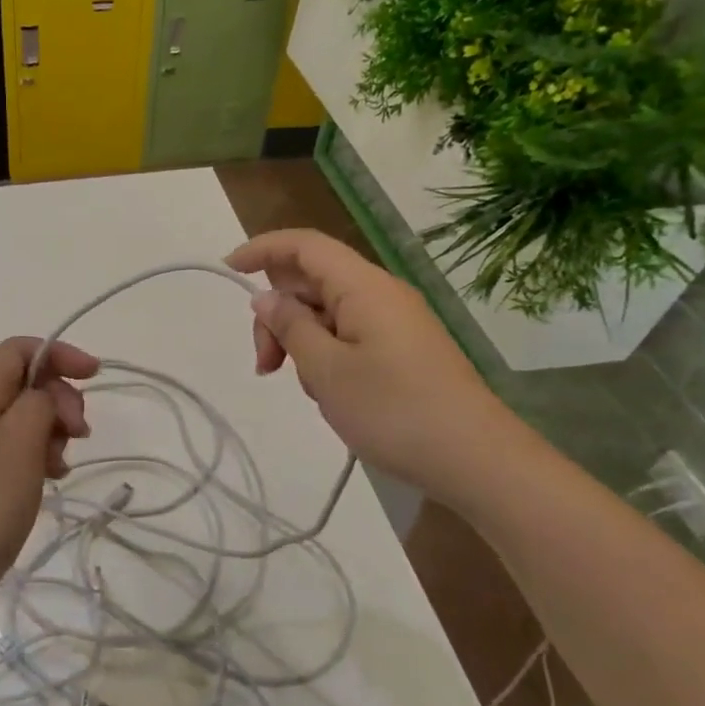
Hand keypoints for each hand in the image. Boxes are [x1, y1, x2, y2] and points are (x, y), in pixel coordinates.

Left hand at [0, 337, 98, 612]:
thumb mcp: (19, 445)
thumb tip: (45, 397)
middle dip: (59, 397)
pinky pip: (11, 446)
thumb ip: (38, 404)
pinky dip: (37, 453)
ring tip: (62, 464)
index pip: (18, 349)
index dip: (58, 354)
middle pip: (22, 381)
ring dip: (51, 429)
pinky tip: (50, 479)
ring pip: (21, 415)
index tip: (94, 376)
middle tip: (79, 433)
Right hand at [226, 229, 522, 508]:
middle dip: (278, 315)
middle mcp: (380, 294)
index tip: (228, 269)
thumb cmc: (394, 411)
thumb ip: (290, 327)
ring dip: (301, 341)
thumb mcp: (326, 370)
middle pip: (311, 282)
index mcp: (363, 287)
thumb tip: (266, 298)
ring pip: (328, 313)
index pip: (305, 246)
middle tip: (266, 365)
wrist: (476, 459)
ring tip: (307, 389)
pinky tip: (330, 393)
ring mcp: (394, 322)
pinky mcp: (402, 350)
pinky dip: (326, 355)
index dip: (262, 249)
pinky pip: (349, 335)